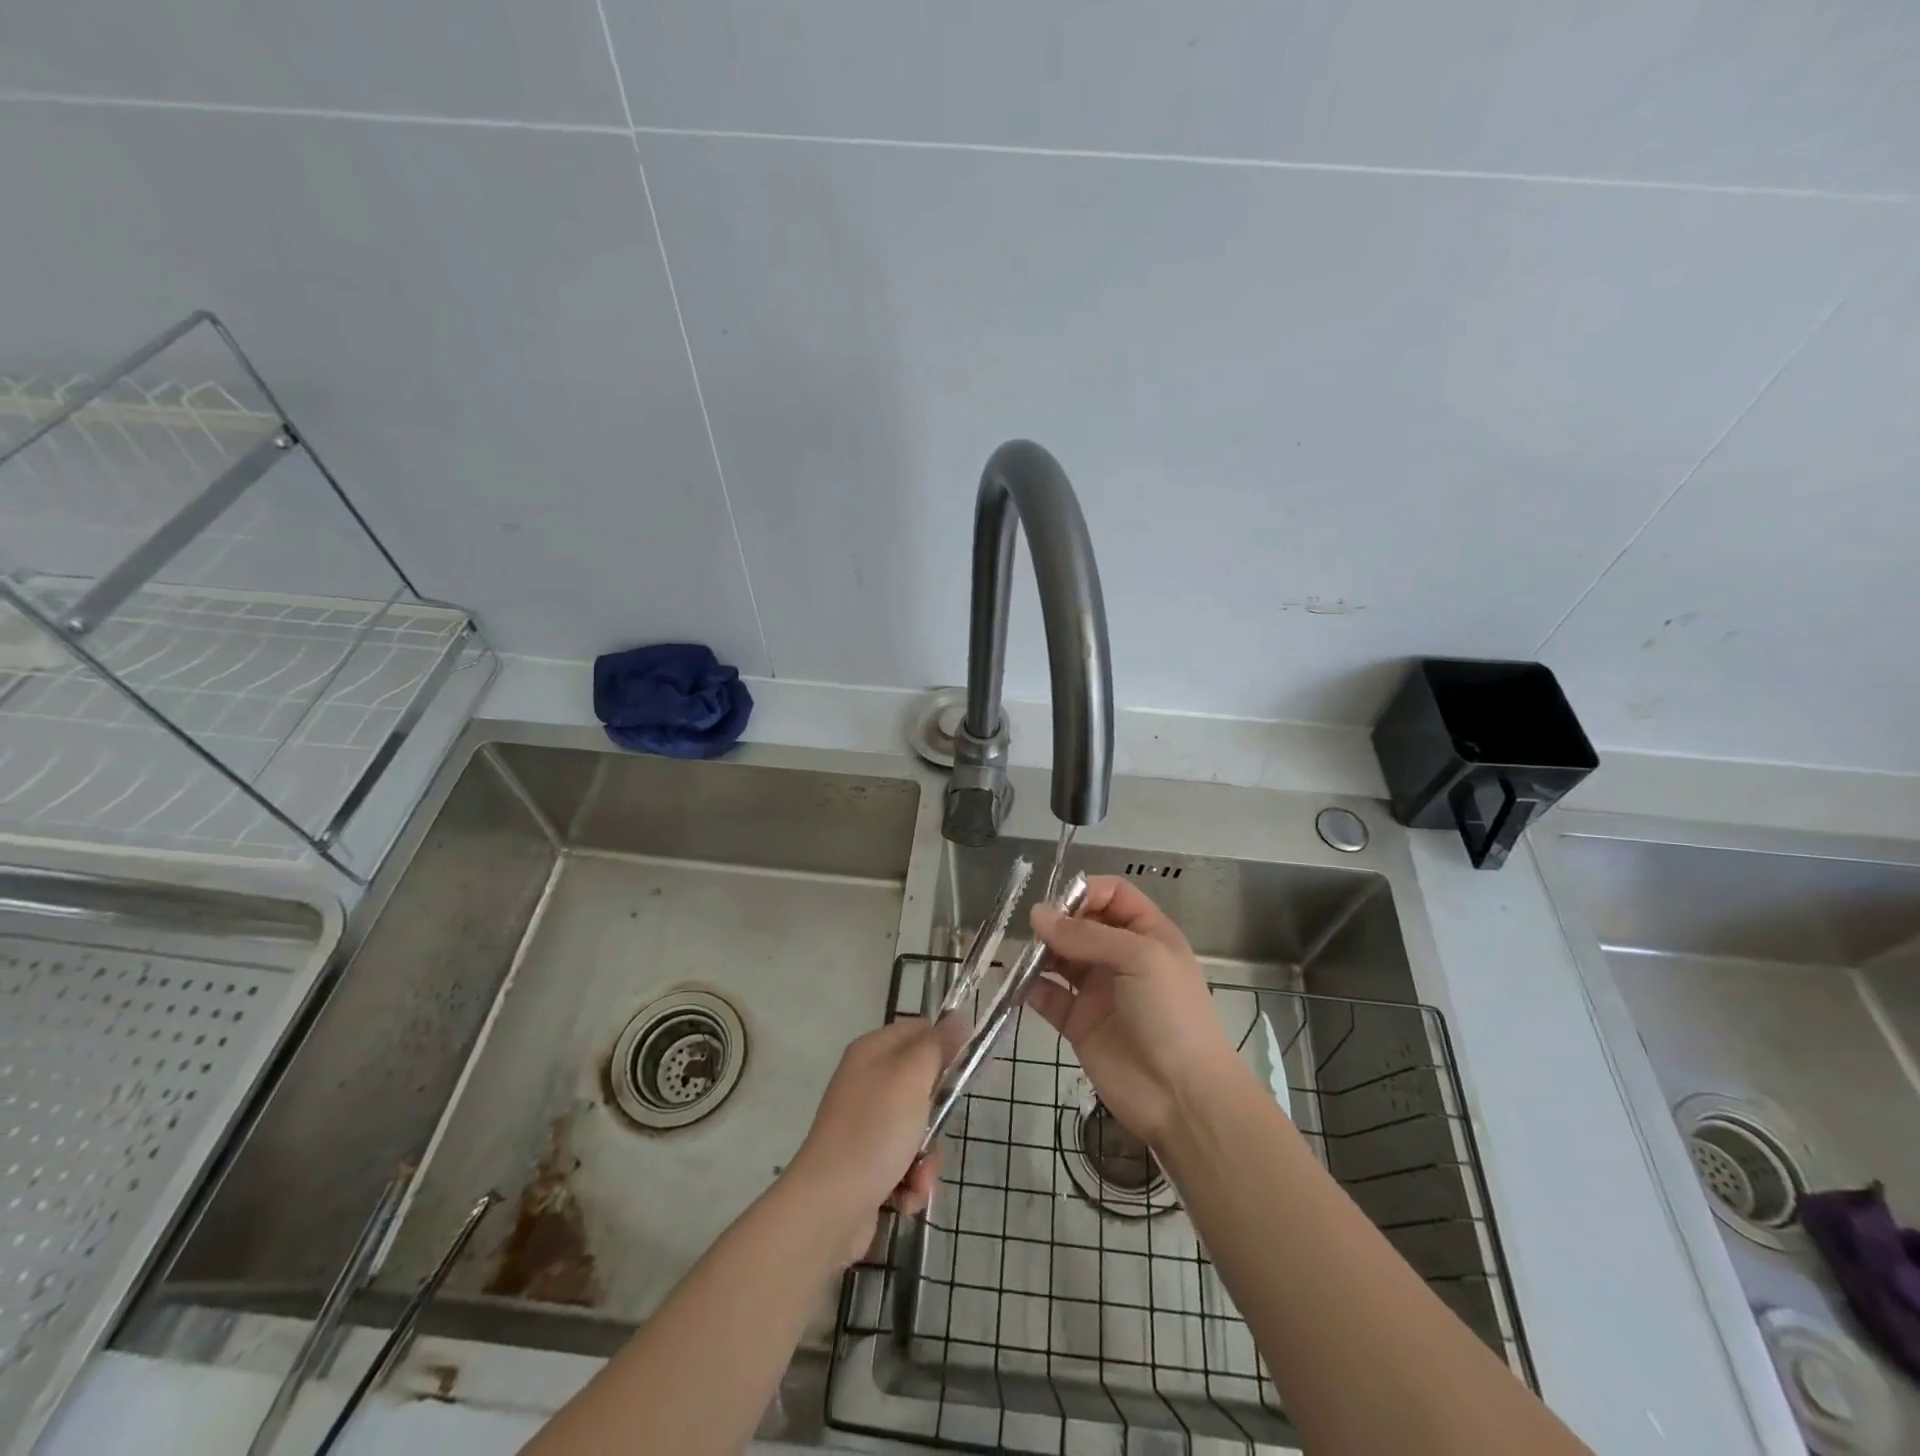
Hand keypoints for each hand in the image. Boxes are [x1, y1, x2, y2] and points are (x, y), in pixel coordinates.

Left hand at [783, 1019, 942, 1265]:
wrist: (828, 1207)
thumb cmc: (874, 1131)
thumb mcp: (911, 1077)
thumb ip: (937, 1045)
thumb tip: (957, 1017)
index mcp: (871, 1052)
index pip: (919, 1031)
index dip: (946, 1045)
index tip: (968, 1068)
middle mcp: (866, 1082)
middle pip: (922, 1085)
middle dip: (938, 1115)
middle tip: (938, 1128)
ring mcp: (865, 1124)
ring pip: (918, 1128)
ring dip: (927, 1157)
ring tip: (918, 1176)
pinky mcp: (866, 1163)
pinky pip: (904, 1162)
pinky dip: (910, 1180)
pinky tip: (904, 1196)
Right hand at [1027, 875, 1243, 1146]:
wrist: (1182, 1097)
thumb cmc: (1171, 1014)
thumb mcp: (1139, 958)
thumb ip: (1086, 935)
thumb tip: (1037, 914)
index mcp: (1147, 934)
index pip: (1113, 895)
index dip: (1086, 892)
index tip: (1059, 904)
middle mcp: (1121, 957)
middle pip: (1081, 923)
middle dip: (1057, 922)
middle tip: (1035, 931)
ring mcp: (1098, 990)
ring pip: (1061, 957)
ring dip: (1040, 952)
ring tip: (1024, 955)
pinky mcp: (1078, 1023)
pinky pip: (1048, 996)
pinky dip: (1030, 987)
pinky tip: (1017, 984)